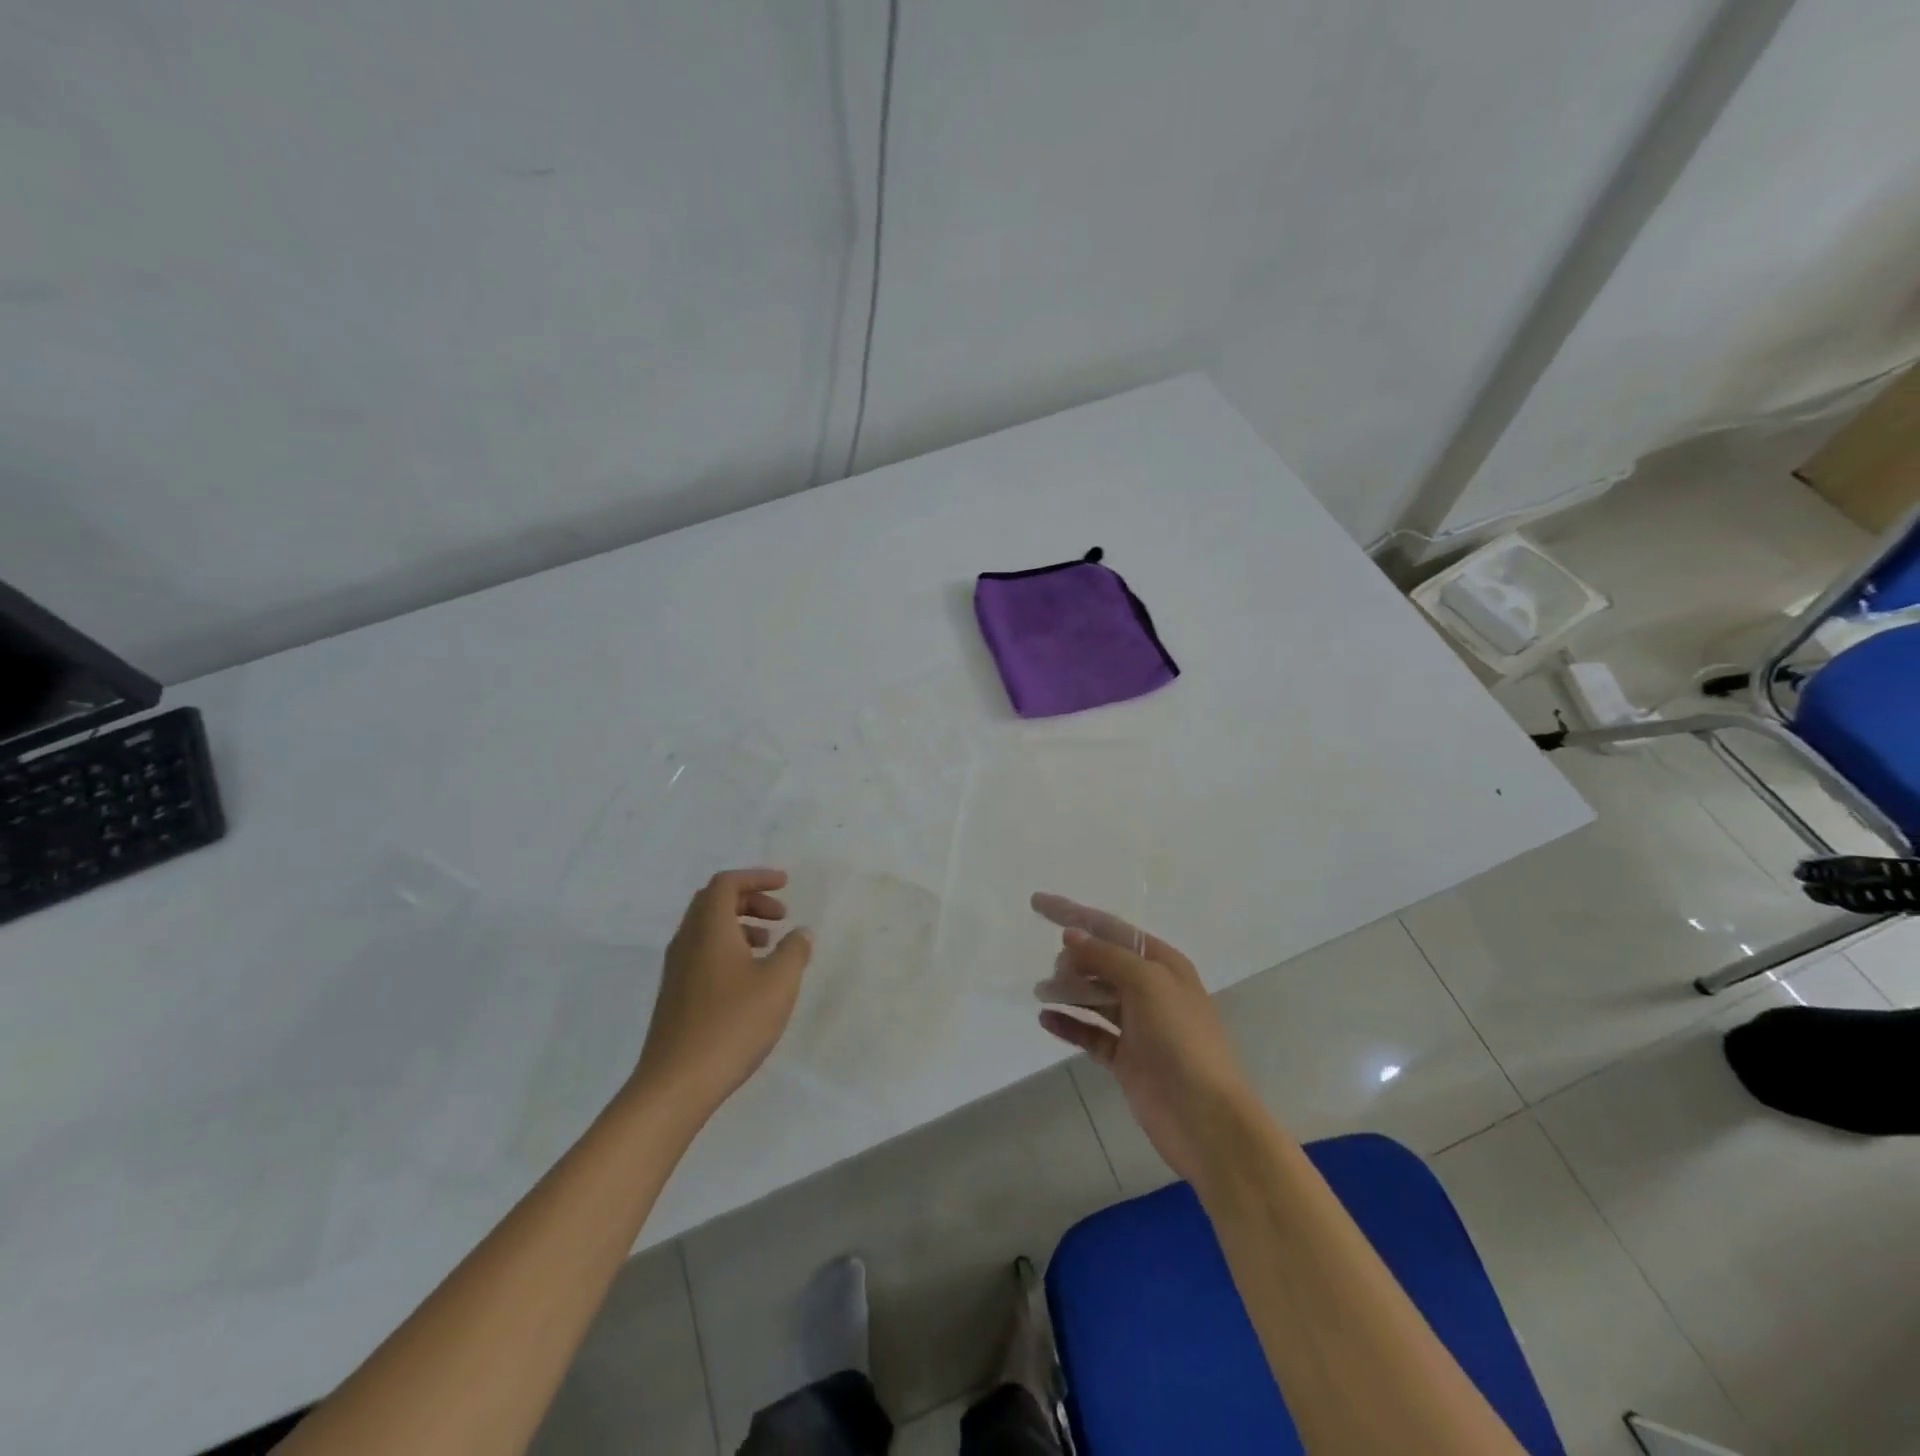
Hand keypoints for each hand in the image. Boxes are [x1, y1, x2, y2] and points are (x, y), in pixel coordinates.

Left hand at [632, 869, 812, 1119]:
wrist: (676, 1083)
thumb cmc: (732, 1024)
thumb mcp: (779, 984)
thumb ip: (794, 951)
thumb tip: (801, 932)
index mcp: (709, 929)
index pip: (727, 883)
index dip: (757, 877)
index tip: (786, 884)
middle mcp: (687, 941)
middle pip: (714, 901)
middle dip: (750, 899)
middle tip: (781, 914)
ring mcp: (677, 969)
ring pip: (707, 928)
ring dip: (740, 924)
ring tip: (771, 946)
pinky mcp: (676, 994)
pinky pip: (703, 952)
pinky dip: (729, 948)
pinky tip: (751, 977)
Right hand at [1032, 894, 1259, 1183]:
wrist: (1205, 1117)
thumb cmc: (1180, 1038)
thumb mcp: (1146, 983)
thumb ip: (1105, 956)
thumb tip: (1070, 935)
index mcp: (1162, 963)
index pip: (1110, 928)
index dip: (1073, 913)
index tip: (1036, 902)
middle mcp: (1150, 989)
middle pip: (1100, 961)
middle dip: (1072, 959)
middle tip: (1053, 973)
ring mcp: (1138, 1025)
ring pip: (1094, 996)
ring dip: (1067, 990)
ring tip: (1040, 992)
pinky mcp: (1126, 1058)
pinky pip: (1091, 1032)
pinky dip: (1069, 1024)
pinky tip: (1046, 1019)